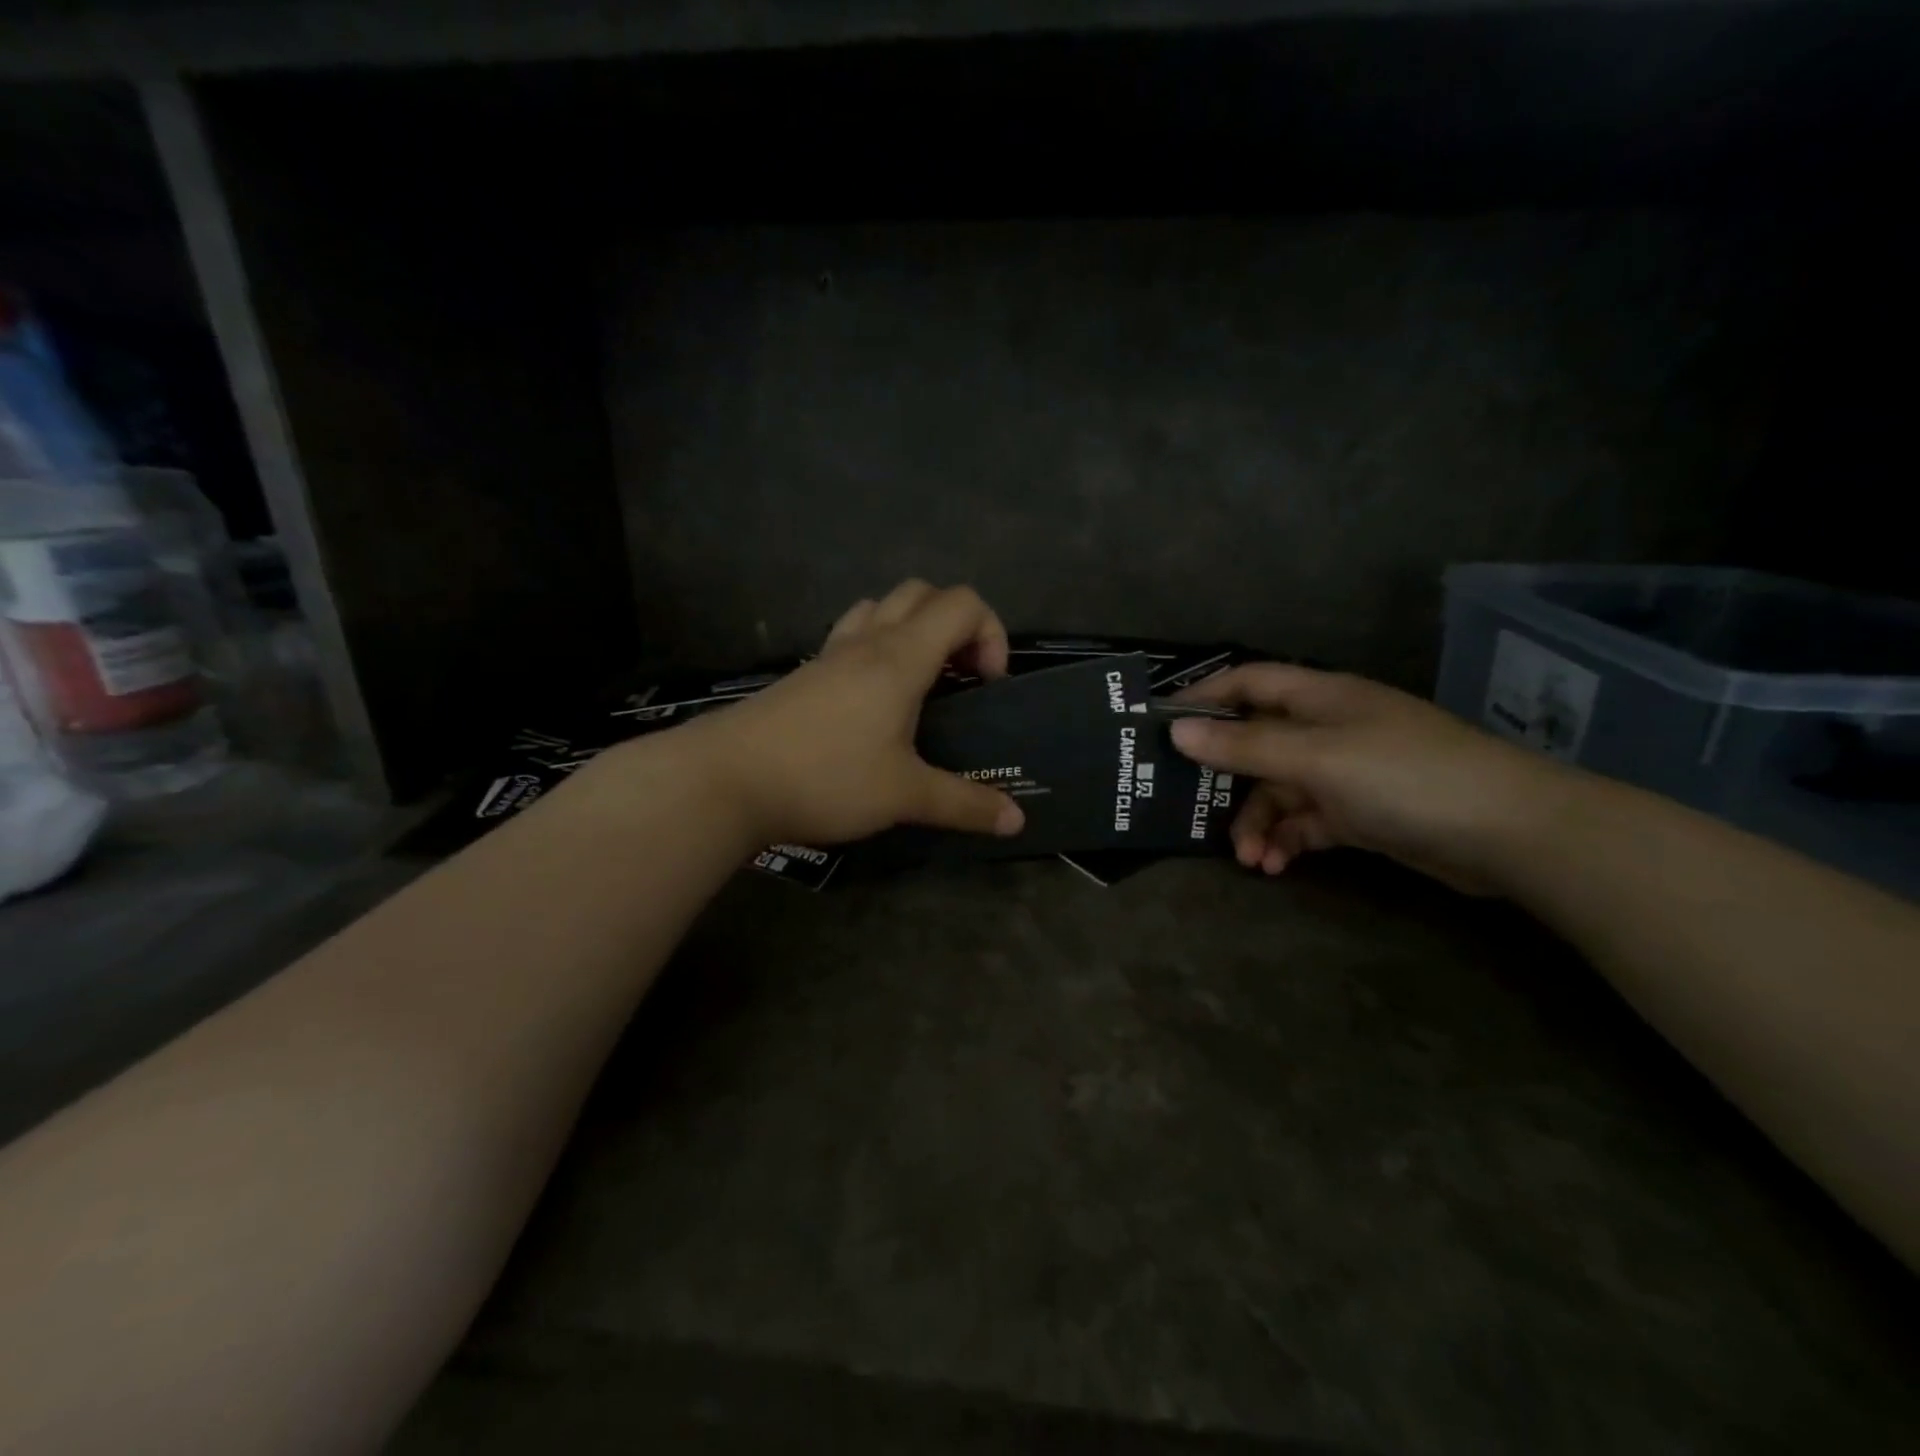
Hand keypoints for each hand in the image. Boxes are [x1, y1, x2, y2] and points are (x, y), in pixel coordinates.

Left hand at [625, 581, 1026, 846]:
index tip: (987, 684)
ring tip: (919, 683)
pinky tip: (872, 703)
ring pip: (880, 608)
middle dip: (956, 624)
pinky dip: (876, 648)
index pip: (961, 603)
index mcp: (900, 657)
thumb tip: (1017, 821)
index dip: (990, 632)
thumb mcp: (904, 795)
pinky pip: (850, 636)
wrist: (727, 779)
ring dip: (912, 629)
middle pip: (922, 593)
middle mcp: (867, 642)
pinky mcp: (804, 674)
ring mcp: (829, 654)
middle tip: (961, 678)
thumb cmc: (826, 777)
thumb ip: (964, 804)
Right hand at [1169, 664, 1565, 892]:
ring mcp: (1345, 772)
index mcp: (1319, 698)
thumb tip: (1177, 732)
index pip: (1247, 683)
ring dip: (1257, 822)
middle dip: (1226, 779)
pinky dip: (1286, 841)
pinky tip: (1275, 866)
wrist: (1509, 833)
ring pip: (1278, 790)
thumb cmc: (1404, 776)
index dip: (1203, 698)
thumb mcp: (1316, 759)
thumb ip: (1245, 747)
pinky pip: (1305, 822)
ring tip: (1248, 859)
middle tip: (1190, 808)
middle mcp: (1328, 728)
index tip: (1160, 725)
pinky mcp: (1360, 813)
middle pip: (1256, 744)